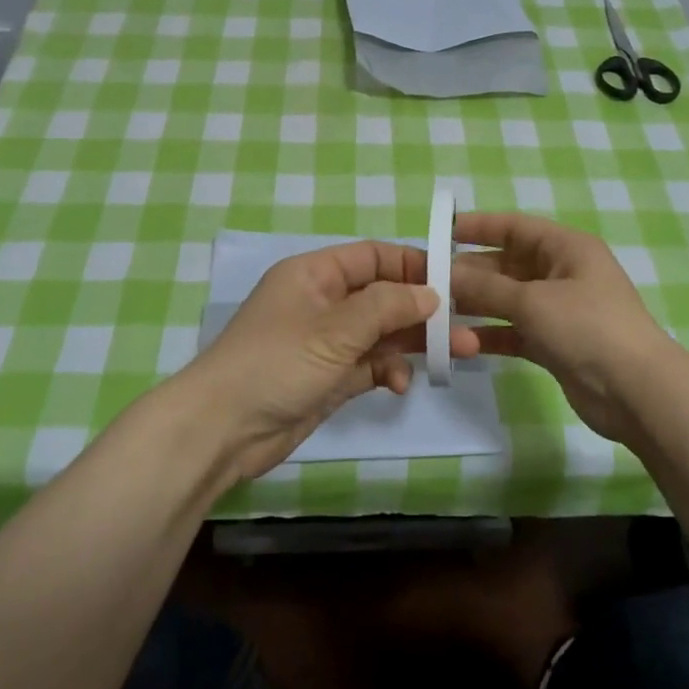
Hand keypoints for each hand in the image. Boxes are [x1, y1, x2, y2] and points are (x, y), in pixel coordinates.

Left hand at [181, 240, 481, 479]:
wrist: (221, 430)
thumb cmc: (276, 363)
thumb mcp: (335, 329)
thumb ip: (386, 306)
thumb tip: (430, 293)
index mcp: (315, 275)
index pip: (373, 257)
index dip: (412, 265)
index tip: (454, 281)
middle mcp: (322, 302)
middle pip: (383, 296)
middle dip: (423, 311)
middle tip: (467, 326)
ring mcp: (326, 342)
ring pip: (381, 333)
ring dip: (414, 343)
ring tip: (458, 355)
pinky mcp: (329, 378)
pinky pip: (369, 365)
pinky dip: (387, 371)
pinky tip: (398, 385)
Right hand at [450, 212, 682, 441]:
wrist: (636, 391)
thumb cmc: (587, 328)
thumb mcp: (532, 301)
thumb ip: (485, 287)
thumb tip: (445, 274)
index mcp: (567, 248)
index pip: (515, 227)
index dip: (479, 226)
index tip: (442, 231)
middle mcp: (563, 273)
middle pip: (509, 264)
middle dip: (472, 271)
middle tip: (431, 281)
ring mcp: (560, 310)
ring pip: (509, 299)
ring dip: (478, 304)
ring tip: (438, 311)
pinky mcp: (556, 343)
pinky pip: (516, 331)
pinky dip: (492, 334)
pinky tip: (462, 341)